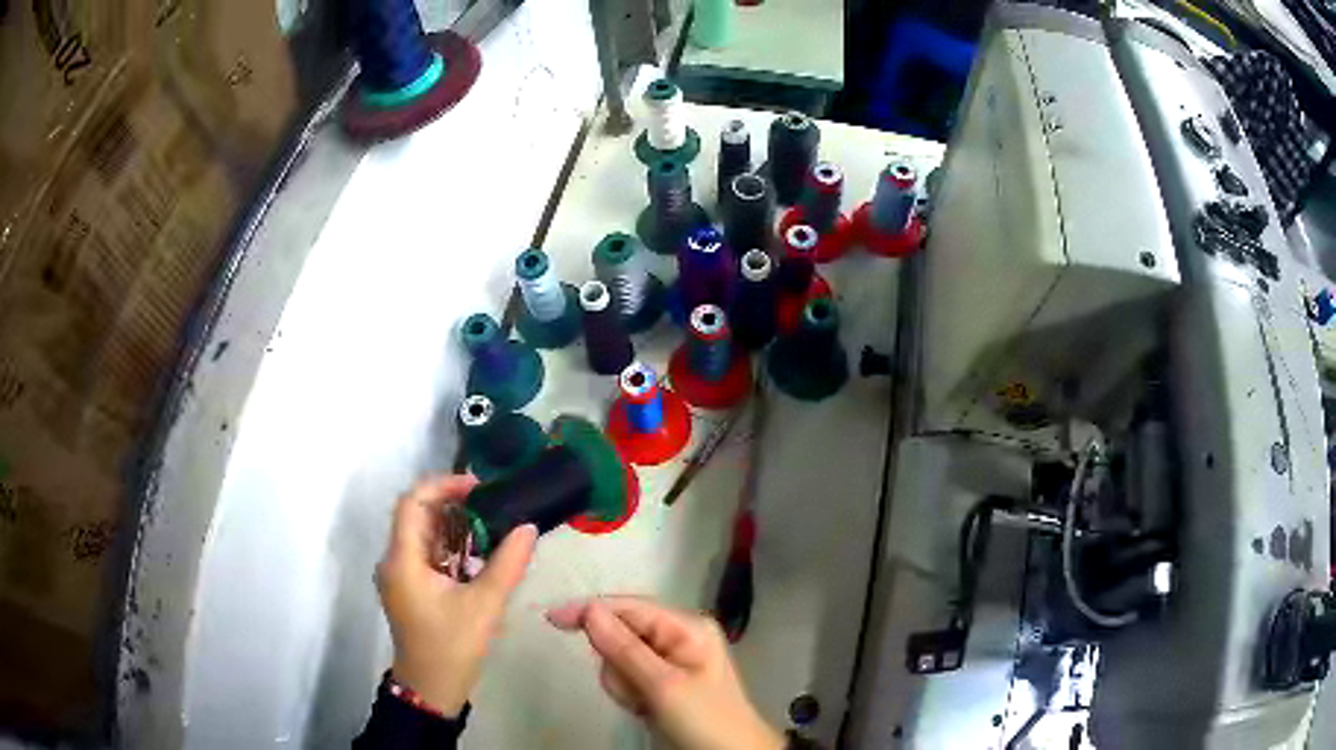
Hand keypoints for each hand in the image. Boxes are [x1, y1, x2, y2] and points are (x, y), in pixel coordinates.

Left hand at [377, 474, 536, 716]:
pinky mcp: (409, 587)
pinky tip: (478, 556)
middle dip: (453, 506)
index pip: (413, 502)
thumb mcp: (484, 606)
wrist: (431, 689)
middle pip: (417, 516)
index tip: (478, 488)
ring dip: (453, 527)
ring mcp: (400, 575)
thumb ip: (506, 564)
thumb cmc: (452, 647)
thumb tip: (528, 527)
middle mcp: (394, 560)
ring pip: (423, 534)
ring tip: (491, 529)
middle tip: (492, 506)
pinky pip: (426, 554)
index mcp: (402, 560)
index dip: (443, 486)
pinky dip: (450, 547)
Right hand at [547, 597, 783, 749]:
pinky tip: (645, 709)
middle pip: (620, 633)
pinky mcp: (661, 682)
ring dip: (622, 684)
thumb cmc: (704, 719)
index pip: (628, 607)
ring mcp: (670, 660)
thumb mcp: (663, 686)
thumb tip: (588, 609)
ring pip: (618, 658)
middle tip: (635, 692)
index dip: (590, 610)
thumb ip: (624, 648)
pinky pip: (627, 677)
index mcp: (686, 626)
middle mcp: (678, 636)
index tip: (551, 619)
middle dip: (616, 664)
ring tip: (645, 705)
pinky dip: (628, 693)